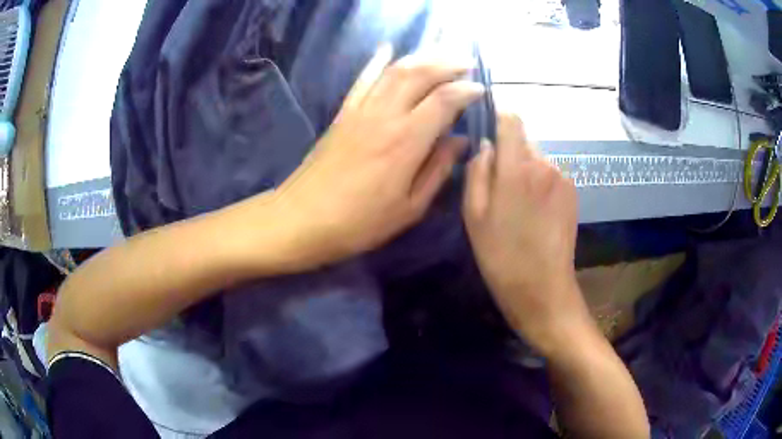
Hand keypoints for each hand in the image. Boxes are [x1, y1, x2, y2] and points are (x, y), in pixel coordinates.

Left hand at [272, 46, 483, 267]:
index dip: (466, 90)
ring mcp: (360, 111)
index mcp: (406, 141)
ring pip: (394, 71)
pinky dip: (376, 61)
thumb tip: (460, 141)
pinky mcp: (342, 113)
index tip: (481, 90)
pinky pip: (363, 80)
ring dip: (421, 57)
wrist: (303, 219)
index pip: (444, 100)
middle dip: (447, 63)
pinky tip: (388, 48)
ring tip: (441, 54)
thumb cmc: (360, 222)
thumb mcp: (410, 207)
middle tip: (467, 63)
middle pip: (419, 74)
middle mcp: (385, 116)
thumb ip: (438, 169)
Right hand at [463, 114, 590, 355]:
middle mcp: (545, 164)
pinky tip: (534, 213)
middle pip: (523, 142)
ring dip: (524, 171)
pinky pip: (550, 175)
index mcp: (518, 168)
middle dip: (508, 156)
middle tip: (497, 189)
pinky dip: (539, 184)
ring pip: (537, 159)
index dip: (497, 119)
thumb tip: (486, 146)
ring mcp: (563, 178)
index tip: (486, 134)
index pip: (511, 120)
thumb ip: (477, 172)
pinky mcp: (573, 192)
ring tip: (516, 206)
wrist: (543, 290)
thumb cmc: (501, 257)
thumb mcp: (474, 216)